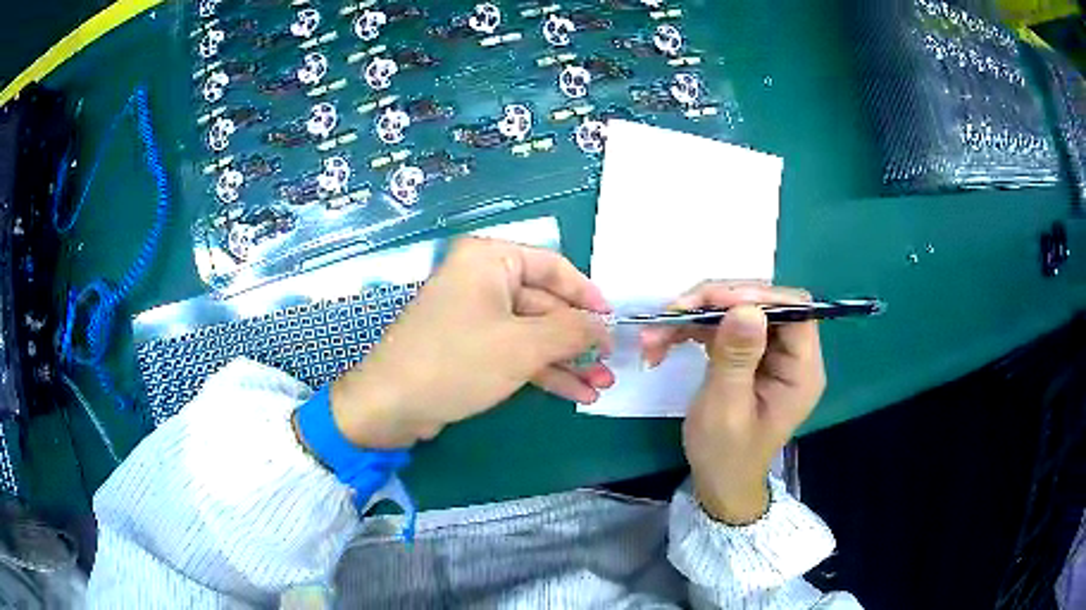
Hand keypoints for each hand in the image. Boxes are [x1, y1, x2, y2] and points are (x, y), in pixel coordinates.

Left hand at [330, 238, 613, 448]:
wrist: (392, 406)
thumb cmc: (457, 362)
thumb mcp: (523, 345)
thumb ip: (572, 331)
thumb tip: (606, 327)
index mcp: (490, 259)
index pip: (553, 267)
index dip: (587, 295)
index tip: (614, 321)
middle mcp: (483, 280)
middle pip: (545, 304)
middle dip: (579, 339)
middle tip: (611, 365)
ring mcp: (476, 315)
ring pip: (533, 333)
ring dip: (567, 360)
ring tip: (601, 386)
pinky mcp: (471, 347)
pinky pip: (516, 351)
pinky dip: (544, 371)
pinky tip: (575, 393)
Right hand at [640, 283, 824, 523]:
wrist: (718, 483)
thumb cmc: (726, 454)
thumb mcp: (727, 408)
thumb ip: (737, 357)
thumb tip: (745, 307)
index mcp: (801, 369)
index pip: (794, 309)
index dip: (757, 296)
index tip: (714, 300)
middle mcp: (790, 353)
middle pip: (761, 303)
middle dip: (715, 302)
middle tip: (674, 312)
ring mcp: (767, 352)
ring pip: (735, 311)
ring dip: (693, 316)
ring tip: (655, 334)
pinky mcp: (746, 354)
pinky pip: (721, 327)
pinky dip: (690, 329)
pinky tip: (662, 342)